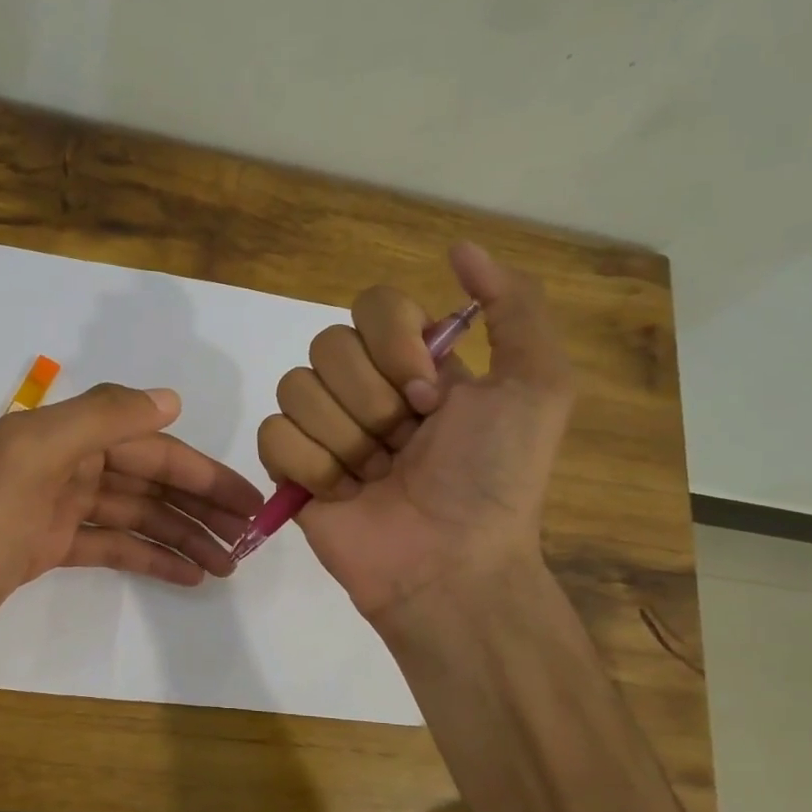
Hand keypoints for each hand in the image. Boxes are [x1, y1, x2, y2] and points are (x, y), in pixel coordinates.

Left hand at [0, 383, 263, 672]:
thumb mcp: (34, 459)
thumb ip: (100, 419)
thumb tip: (170, 399)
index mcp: (62, 437)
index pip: (149, 447)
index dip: (201, 472)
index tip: (249, 501)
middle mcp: (63, 465)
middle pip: (148, 479)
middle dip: (200, 506)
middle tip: (249, 538)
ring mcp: (57, 508)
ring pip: (136, 514)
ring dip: (182, 535)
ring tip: (227, 565)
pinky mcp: (50, 548)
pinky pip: (113, 545)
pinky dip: (149, 556)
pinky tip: (186, 575)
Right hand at [256, 243, 574, 626]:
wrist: (450, 563)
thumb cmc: (495, 478)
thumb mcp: (538, 385)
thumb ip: (514, 305)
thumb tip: (459, 248)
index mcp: (415, 362)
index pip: (372, 305)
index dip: (395, 346)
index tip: (429, 396)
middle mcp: (365, 388)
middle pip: (328, 346)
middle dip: (372, 402)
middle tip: (405, 445)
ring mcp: (324, 429)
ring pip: (296, 388)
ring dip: (345, 439)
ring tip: (375, 477)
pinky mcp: (291, 469)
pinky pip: (272, 434)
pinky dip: (310, 465)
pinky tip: (342, 494)